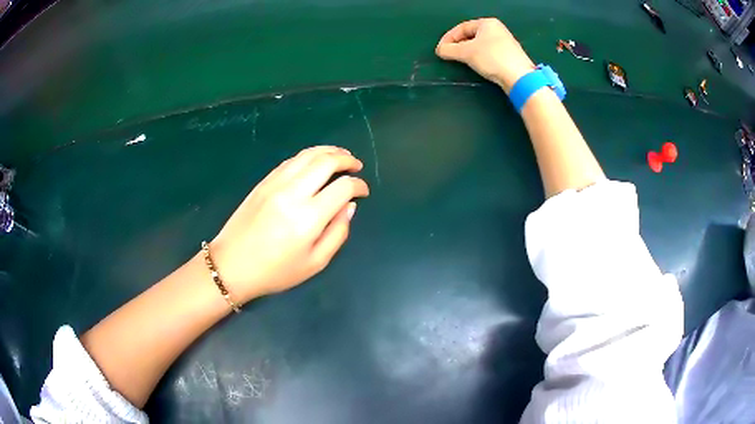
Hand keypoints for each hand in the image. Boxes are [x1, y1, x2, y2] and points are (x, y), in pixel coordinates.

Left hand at [209, 146, 369, 302]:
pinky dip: (308, 156)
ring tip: (340, 155)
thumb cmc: (275, 271)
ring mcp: (275, 183)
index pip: (343, 187)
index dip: (359, 185)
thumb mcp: (315, 263)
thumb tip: (349, 206)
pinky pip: (290, 160)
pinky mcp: (263, 182)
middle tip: (356, 165)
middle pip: (326, 161)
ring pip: (307, 155)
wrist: (232, 265)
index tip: (364, 190)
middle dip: (346, 159)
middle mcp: (293, 193)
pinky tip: (314, 161)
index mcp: (309, 217)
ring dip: (328, 151)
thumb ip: (338, 233)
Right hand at [436, 18, 534, 93]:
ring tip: (460, 60)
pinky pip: (488, 53)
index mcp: (487, 23)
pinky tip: (476, 65)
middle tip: (449, 54)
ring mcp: (504, 42)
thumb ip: (449, 49)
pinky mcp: (509, 55)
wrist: (519, 77)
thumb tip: (440, 50)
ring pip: (479, 45)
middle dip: (458, 44)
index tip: (440, 49)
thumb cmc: (492, 58)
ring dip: (468, 52)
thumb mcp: (466, 52)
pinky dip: (479, 57)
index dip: (448, 38)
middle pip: (471, 35)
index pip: (461, 27)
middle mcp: (497, 29)